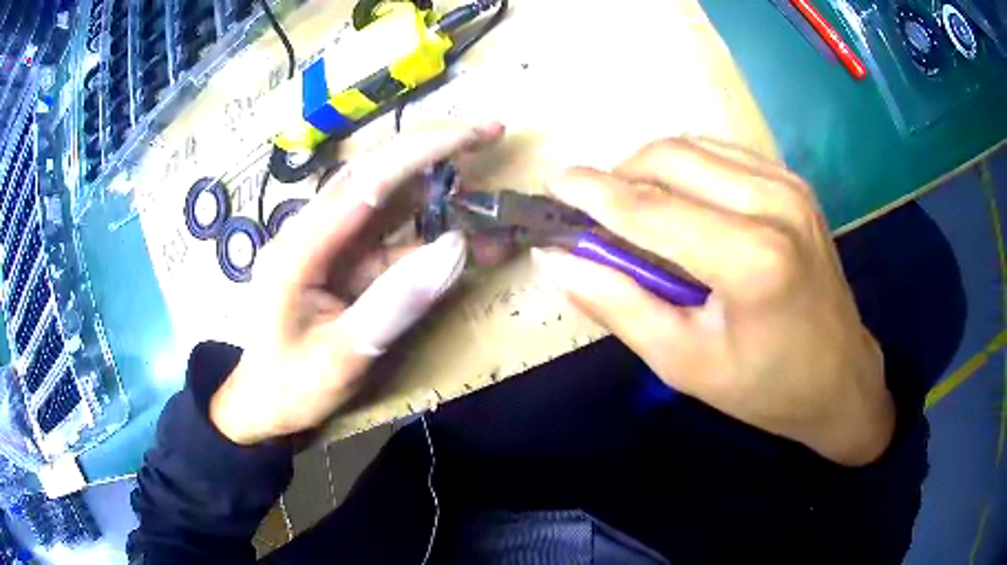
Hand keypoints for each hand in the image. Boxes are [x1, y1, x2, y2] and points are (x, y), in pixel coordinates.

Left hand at [210, 122, 504, 444]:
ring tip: (487, 183)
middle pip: (375, 171)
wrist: (262, 404)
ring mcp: (328, 245)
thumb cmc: (290, 386)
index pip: (367, 180)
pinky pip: (389, 239)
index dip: (423, 151)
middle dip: (432, 147)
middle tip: (489, 133)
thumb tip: (456, 248)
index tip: (476, 134)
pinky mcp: (342, 263)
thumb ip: (395, 303)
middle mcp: (312, 232)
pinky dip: (429, 236)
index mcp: (300, 247)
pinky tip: (467, 243)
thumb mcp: (342, 357)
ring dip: (436, 187)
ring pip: (385, 199)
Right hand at [539, 138, 893, 465]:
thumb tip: (558, 259)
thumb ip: (618, 305)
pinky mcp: (794, 184)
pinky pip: (722, 154)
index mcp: (752, 259)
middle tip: (599, 216)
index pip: (652, 208)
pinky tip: (683, 205)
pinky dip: (688, 169)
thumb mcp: (684, 363)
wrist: (840, 378)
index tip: (554, 185)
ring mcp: (789, 186)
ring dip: (651, 170)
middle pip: (670, 157)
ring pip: (694, 146)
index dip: (593, 194)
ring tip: (638, 213)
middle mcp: (774, 204)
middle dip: (621, 176)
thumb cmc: (765, 386)